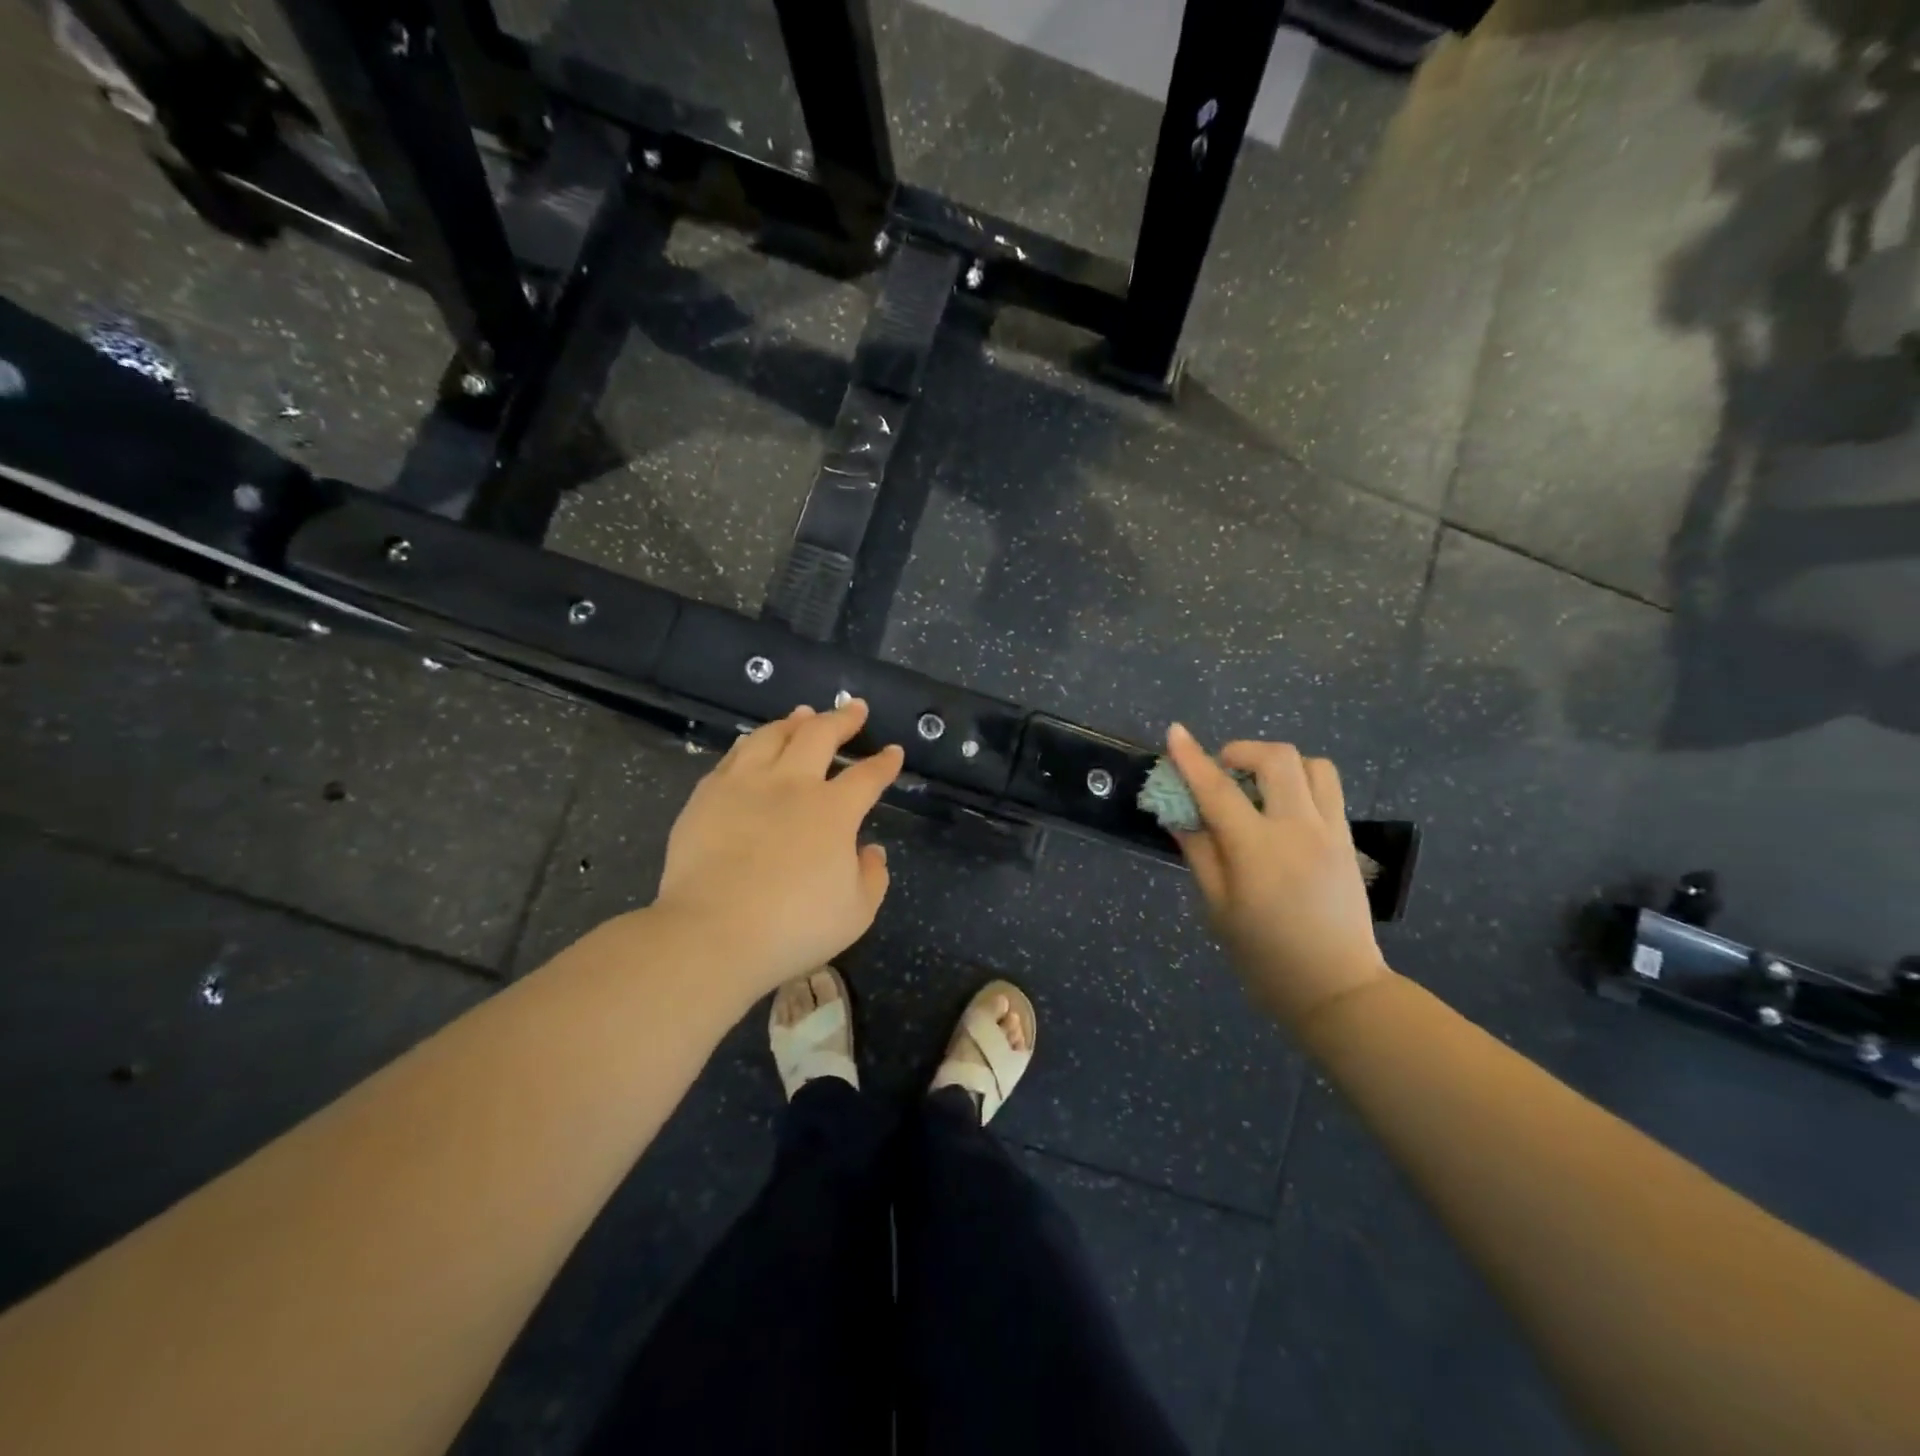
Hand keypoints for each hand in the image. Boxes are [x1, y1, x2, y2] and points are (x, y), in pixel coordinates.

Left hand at [653, 699, 902, 1000]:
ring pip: (773, 735)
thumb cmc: (794, 927)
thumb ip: (872, 876)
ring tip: (803, 714)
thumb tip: (871, 850)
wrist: (712, 933)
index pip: (867, 776)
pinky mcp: (708, 795)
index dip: (884, 763)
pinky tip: (754, 743)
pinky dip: (752, 742)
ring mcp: (746, 784)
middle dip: (842, 718)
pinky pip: (734, 755)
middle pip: (820, 735)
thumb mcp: (856, 912)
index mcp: (833, 810)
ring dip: (794, 721)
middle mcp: (792, 784)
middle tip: (854, 708)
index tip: (893, 752)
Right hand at [1166, 723, 1390, 1029]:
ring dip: (1278, 764)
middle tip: (1221, 771)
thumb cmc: (1264, 956)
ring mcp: (1330, 831)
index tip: (1174, 732)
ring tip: (1257, 787)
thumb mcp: (1217, 909)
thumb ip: (1199, 853)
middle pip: (1277, 758)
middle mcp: (1299, 830)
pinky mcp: (1348, 839)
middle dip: (1242, 751)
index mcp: (1257, 851)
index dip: (1191, 758)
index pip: (1218, 790)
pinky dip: (1301, 781)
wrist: (1337, 988)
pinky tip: (1283, 807)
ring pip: (1312, 764)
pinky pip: (1327, 788)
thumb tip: (1179, 815)